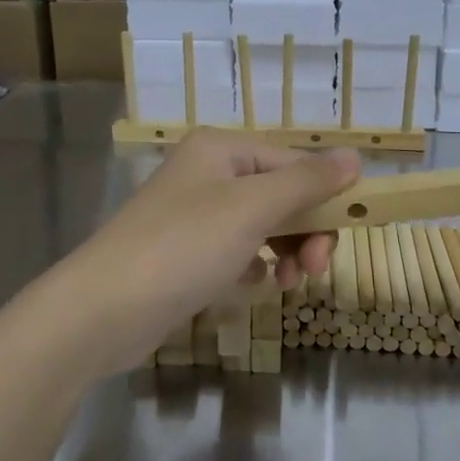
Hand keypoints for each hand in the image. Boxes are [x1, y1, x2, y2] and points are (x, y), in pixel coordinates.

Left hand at [67, 130, 358, 372]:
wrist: (103, 311)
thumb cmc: (183, 246)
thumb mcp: (252, 208)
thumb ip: (306, 182)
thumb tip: (356, 157)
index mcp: (222, 150)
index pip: (293, 162)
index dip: (325, 194)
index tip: (350, 231)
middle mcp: (208, 174)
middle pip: (280, 195)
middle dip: (304, 230)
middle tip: (315, 268)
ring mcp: (195, 216)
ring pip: (263, 227)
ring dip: (285, 252)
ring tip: (288, 283)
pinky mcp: (187, 255)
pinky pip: (239, 253)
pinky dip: (255, 267)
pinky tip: (256, 286)